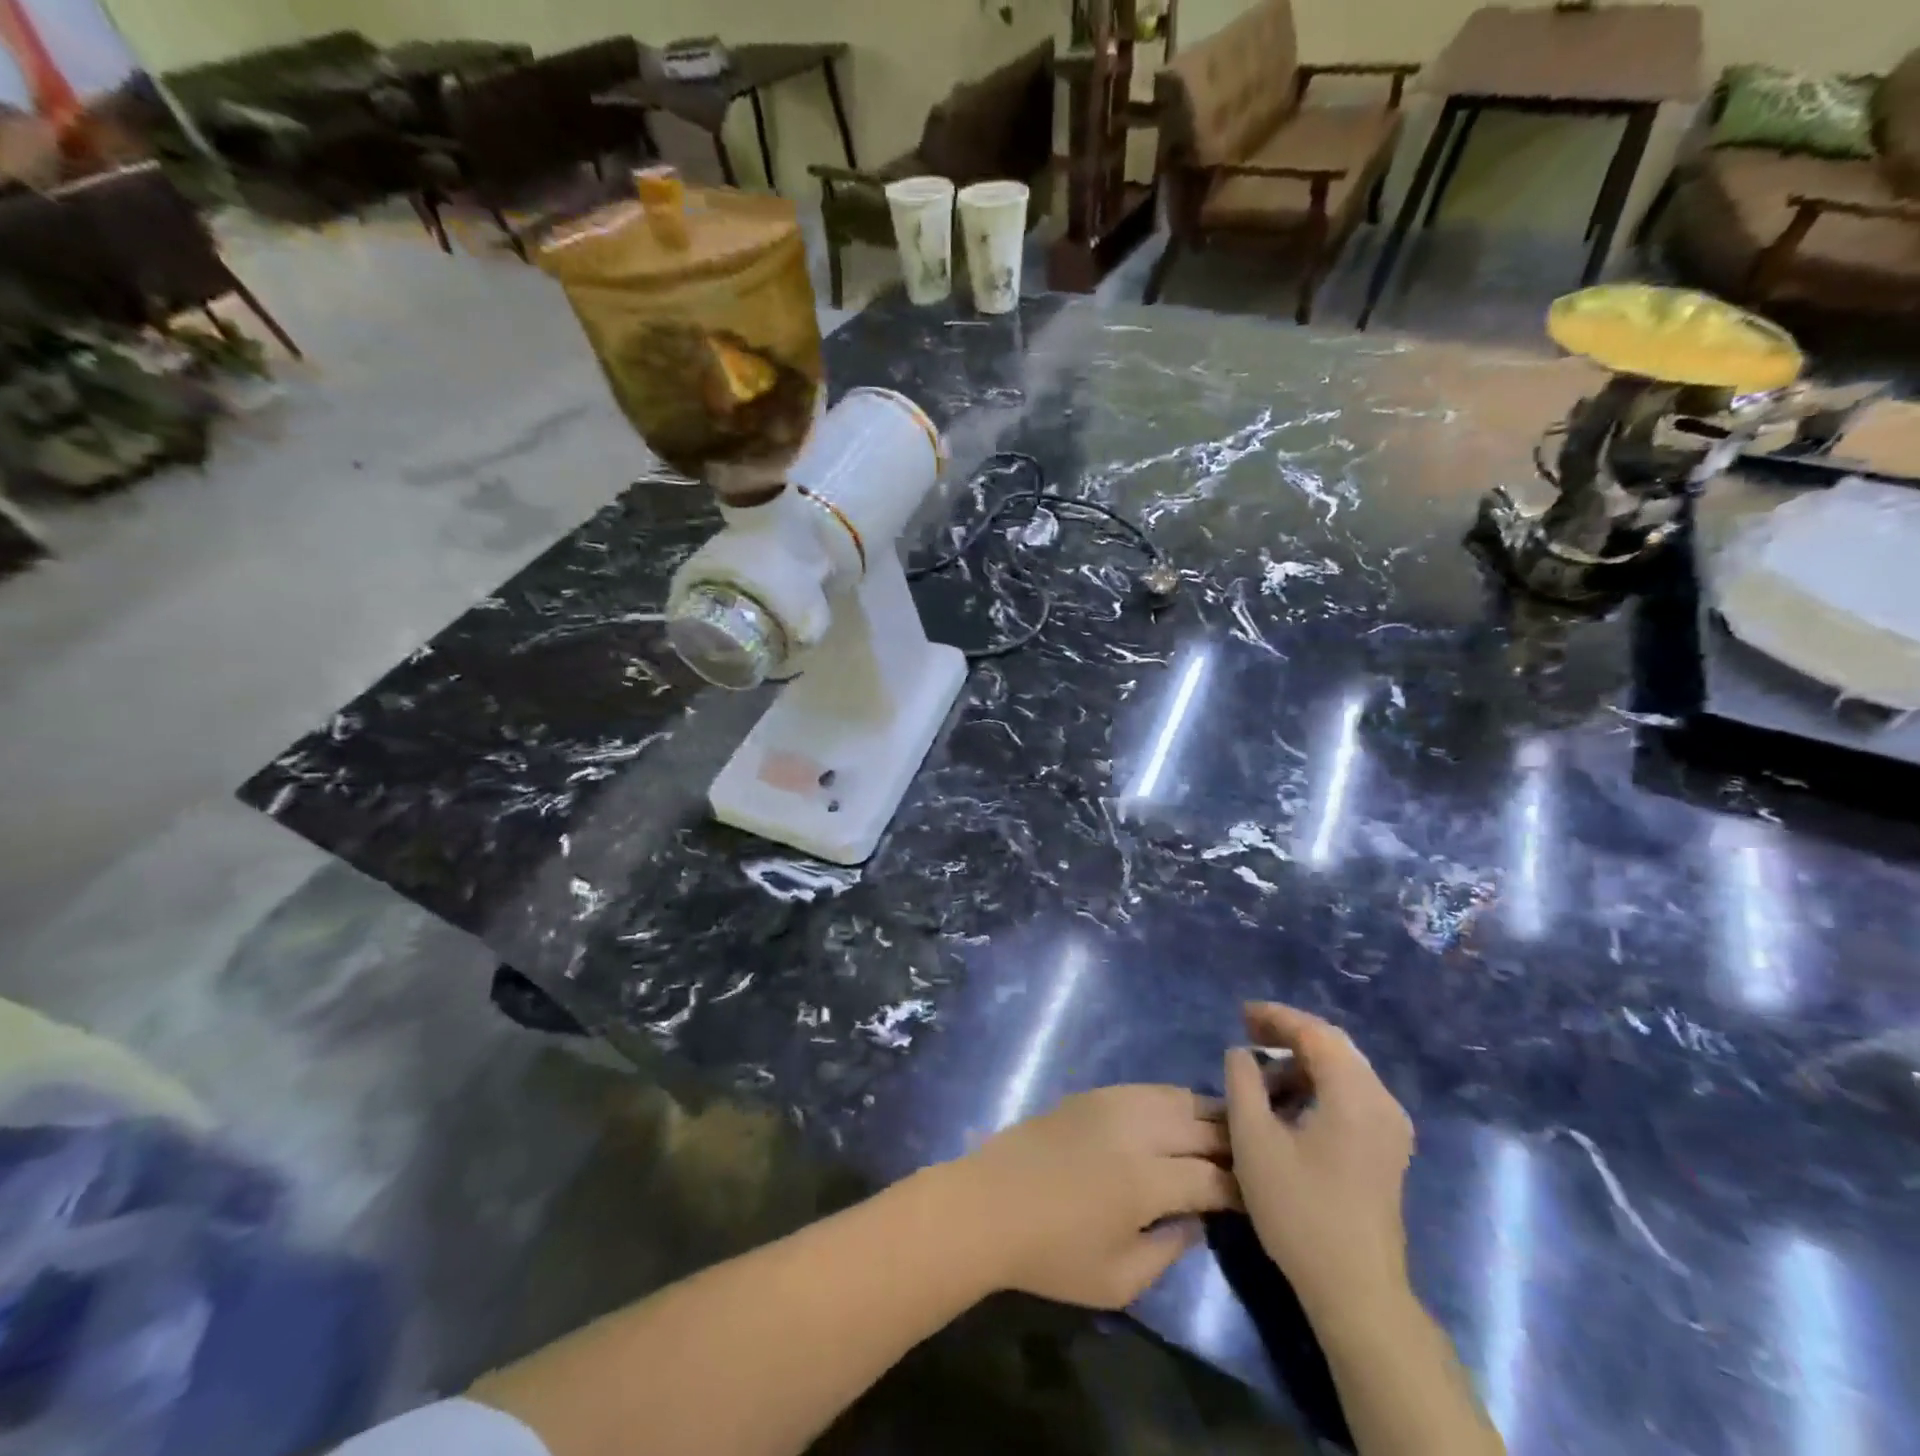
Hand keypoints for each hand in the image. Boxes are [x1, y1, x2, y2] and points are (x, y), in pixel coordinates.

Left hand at [945, 1086, 1236, 1309]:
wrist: (989, 1204)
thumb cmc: (1052, 1254)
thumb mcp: (1118, 1280)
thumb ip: (1168, 1250)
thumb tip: (1195, 1218)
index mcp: (1146, 1181)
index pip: (1212, 1176)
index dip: (1242, 1187)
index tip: (1260, 1197)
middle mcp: (1136, 1131)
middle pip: (1202, 1126)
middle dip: (1235, 1141)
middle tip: (1257, 1156)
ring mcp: (1112, 1104)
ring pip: (1177, 1096)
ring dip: (1208, 1112)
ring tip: (1229, 1129)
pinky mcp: (1093, 1093)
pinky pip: (1148, 1088)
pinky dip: (1174, 1099)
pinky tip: (1181, 1113)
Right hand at [1224, 1003, 1413, 1314]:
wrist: (1357, 1291)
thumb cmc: (1299, 1210)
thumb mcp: (1253, 1140)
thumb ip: (1242, 1082)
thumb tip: (1242, 1053)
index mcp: (1354, 1094)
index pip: (1315, 1033)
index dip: (1276, 1017)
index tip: (1241, 1013)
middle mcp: (1382, 1102)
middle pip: (1335, 1045)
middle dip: (1290, 1032)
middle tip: (1248, 1030)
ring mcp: (1390, 1127)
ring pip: (1344, 1070)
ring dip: (1303, 1060)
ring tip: (1261, 1067)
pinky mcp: (1387, 1149)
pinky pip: (1352, 1093)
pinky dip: (1318, 1083)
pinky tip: (1289, 1099)